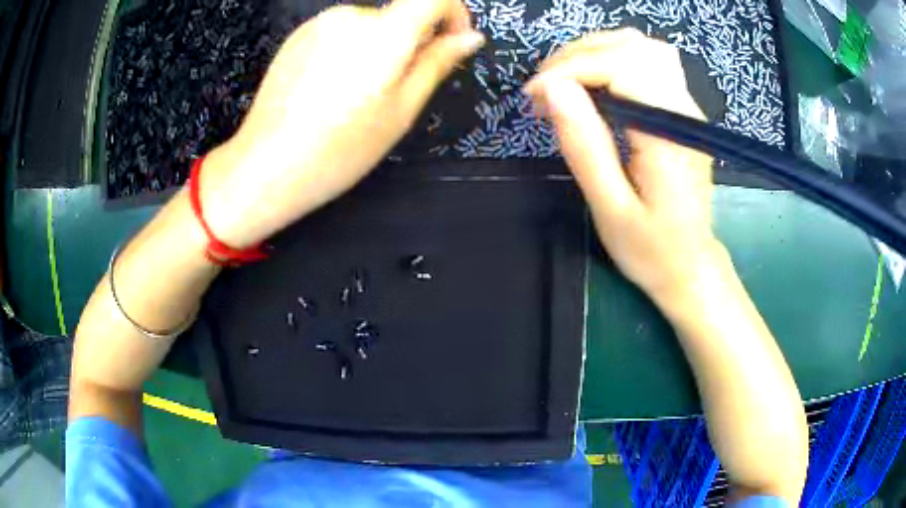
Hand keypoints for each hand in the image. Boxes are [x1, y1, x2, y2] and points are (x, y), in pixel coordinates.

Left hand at [201, 0, 484, 247]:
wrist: (266, 166)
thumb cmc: (338, 148)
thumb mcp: (401, 111)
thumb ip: (437, 64)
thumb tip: (470, 38)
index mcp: (383, 33)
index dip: (454, 14)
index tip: (452, 43)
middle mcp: (350, 15)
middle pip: (400, 15)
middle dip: (412, 43)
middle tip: (397, 91)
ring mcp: (319, 23)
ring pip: (371, 25)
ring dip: (379, 49)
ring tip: (358, 96)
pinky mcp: (298, 35)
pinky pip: (341, 33)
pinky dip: (351, 51)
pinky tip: (332, 89)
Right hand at [524, 29, 720, 306]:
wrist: (691, 268)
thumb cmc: (651, 249)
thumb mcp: (610, 207)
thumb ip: (584, 145)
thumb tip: (552, 88)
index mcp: (669, 135)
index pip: (621, 67)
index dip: (571, 69)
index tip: (534, 96)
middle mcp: (684, 110)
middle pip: (632, 47)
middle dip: (578, 56)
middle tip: (543, 89)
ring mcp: (686, 107)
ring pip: (642, 47)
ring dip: (595, 53)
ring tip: (563, 82)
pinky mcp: (681, 111)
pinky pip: (647, 63)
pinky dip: (611, 61)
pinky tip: (591, 84)